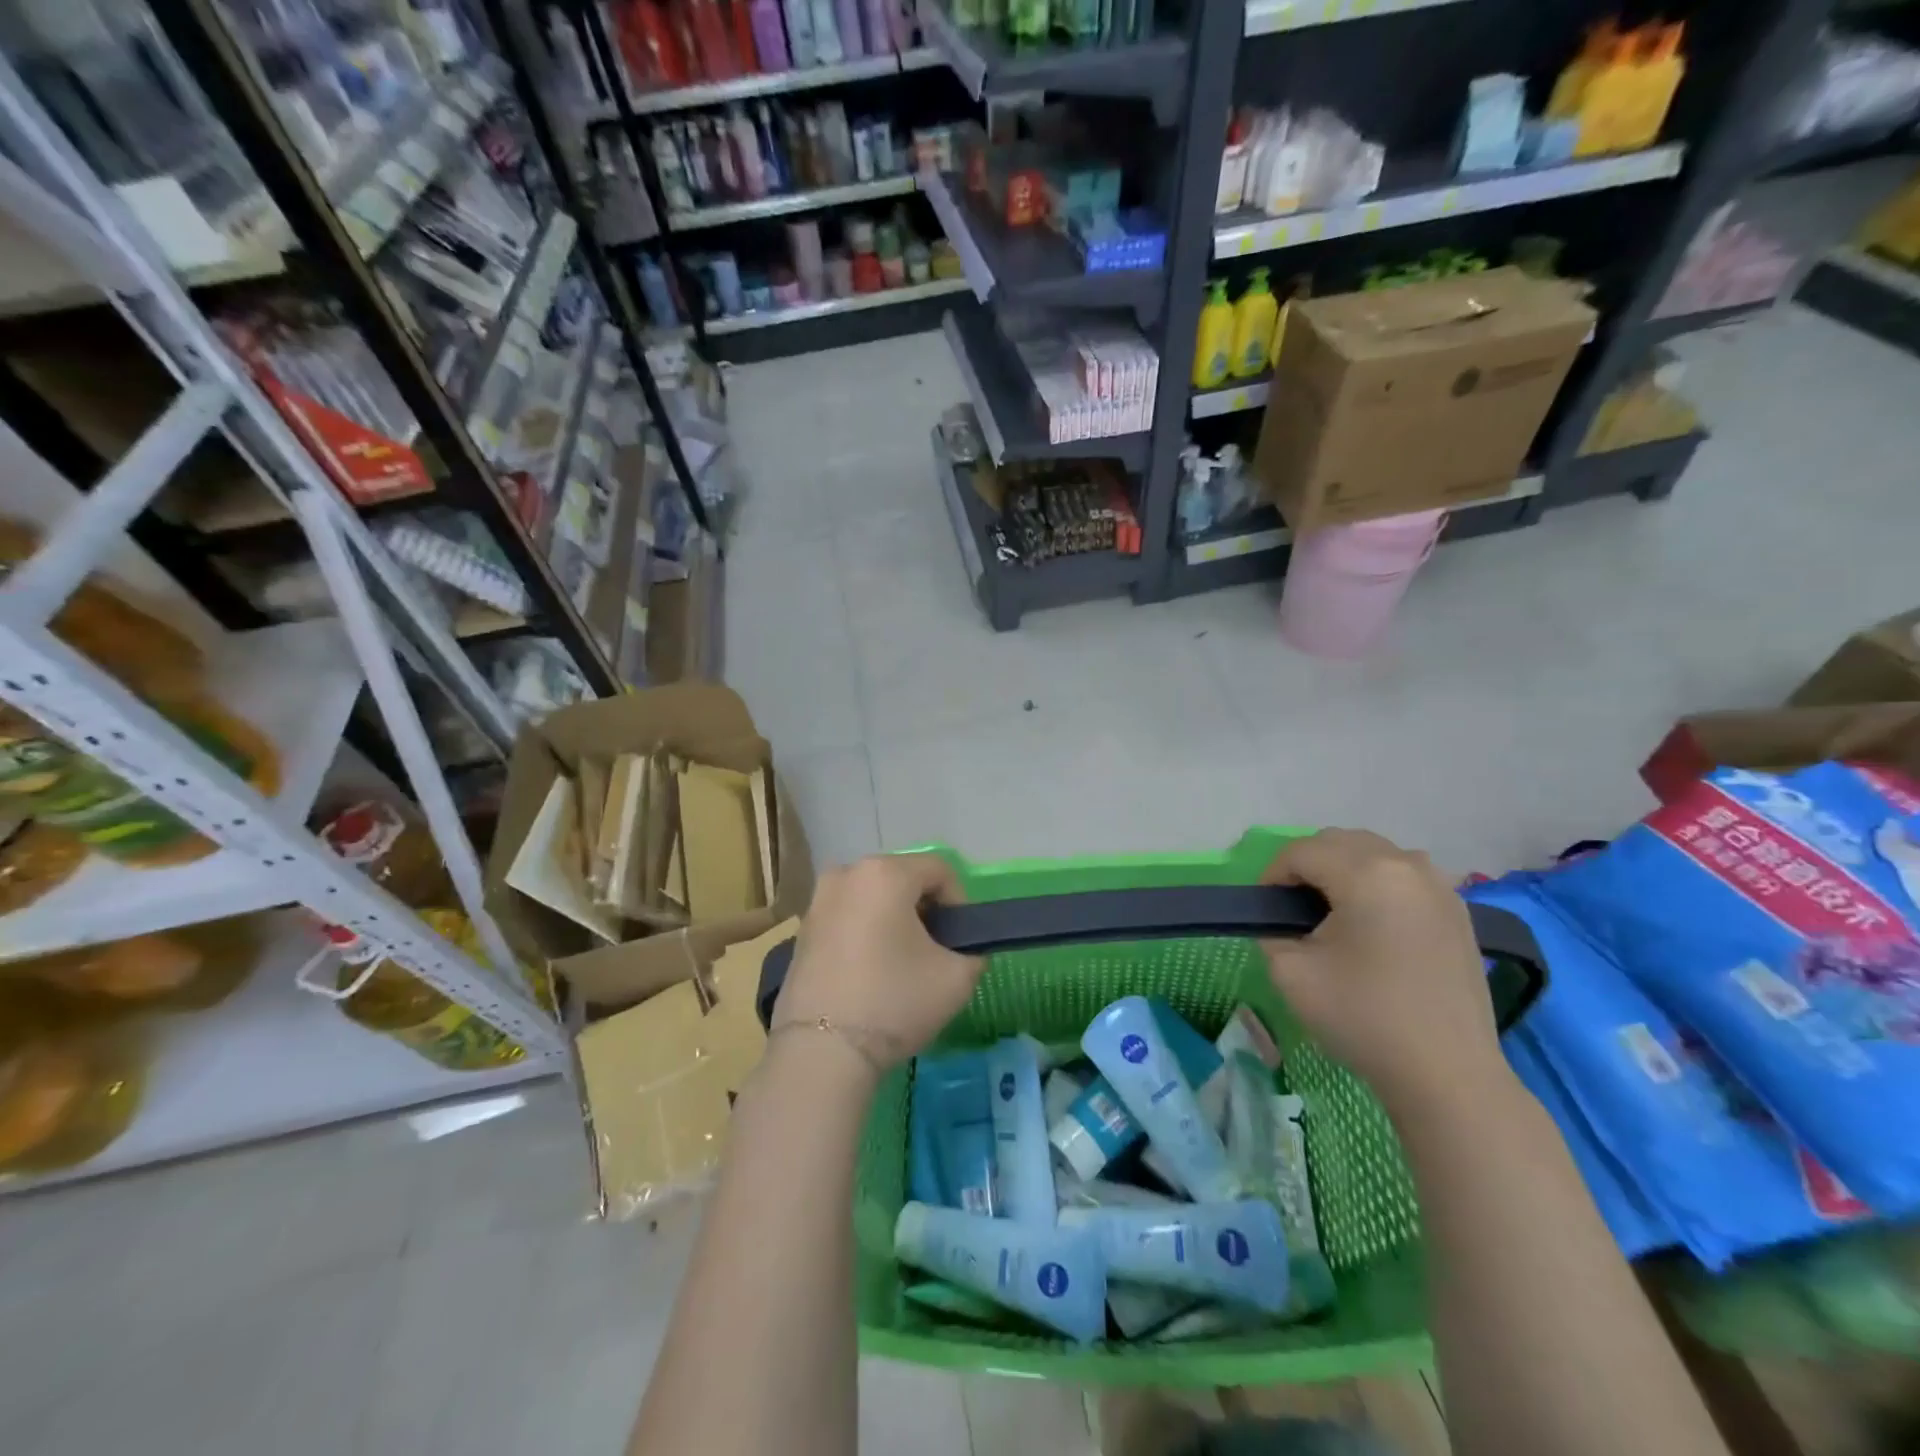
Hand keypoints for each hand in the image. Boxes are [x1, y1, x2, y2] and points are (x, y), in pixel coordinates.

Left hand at [772, 853, 984, 1077]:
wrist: (822, 1051)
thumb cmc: (895, 1001)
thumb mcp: (957, 978)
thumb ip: (973, 951)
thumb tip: (963, 949)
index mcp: (886, 872)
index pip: (940, 870)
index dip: (960, 903)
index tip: (960, 941)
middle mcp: (847, 873)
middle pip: (903, 879)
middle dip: (925, 909)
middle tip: (935, 951)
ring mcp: (818, 901)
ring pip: (873, 899)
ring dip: (894, 921)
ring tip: (903, 964)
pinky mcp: (801, 930)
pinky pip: (847, 918)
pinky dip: (865, 934)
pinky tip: (871, 972)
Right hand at [1259, 829, 1509, 1118]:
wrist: (1447, 1074)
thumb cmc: (1364, 1018)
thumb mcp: (1290, 972)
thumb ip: (1273, 930)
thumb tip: (1282, 919)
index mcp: (1367, 874)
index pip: (1301, 851)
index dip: (1272, 876)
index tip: (1265, 911)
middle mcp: (1407, 865)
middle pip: (1339, 842)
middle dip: (1307, 866)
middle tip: (1292, 910)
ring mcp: (1440, 886)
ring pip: (1374, 854)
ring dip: (1343, 871)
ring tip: (1332, 915)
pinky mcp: (1457, 910)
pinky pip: (1403, 876)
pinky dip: (1377, 885)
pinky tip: (1371, 926)